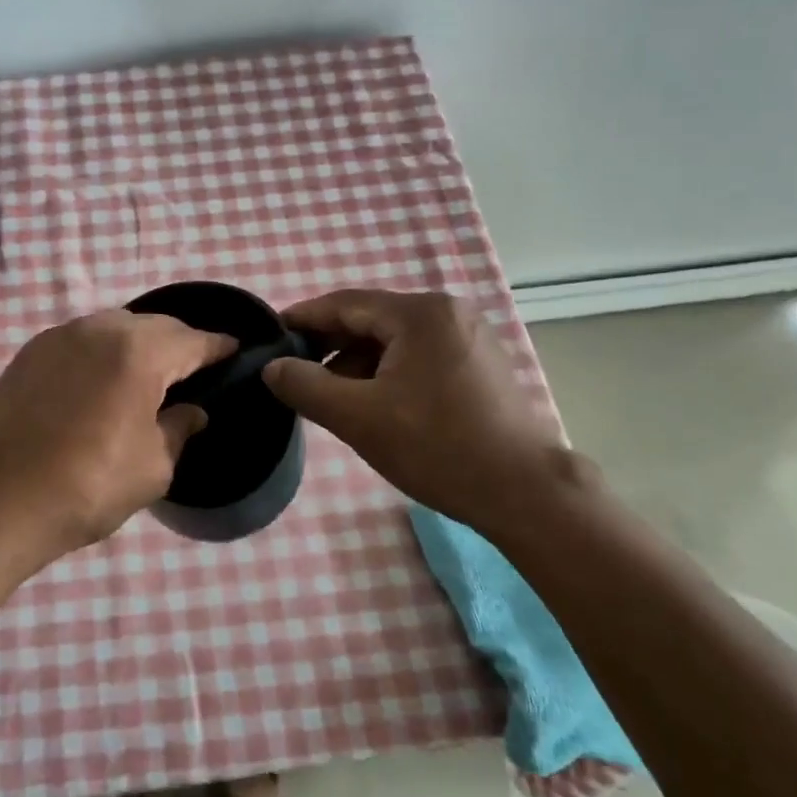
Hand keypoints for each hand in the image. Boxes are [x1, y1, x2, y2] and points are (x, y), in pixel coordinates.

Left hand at [0, 310, 236, 557]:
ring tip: (150, 372)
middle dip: (178, 342)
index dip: (218, 346)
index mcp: (138, 353)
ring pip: (113, 326)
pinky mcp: (29, 353)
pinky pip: (81, 339)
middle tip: (194, 367)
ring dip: (138, 343)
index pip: (192, 341)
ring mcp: (58, 337)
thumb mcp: (153, 467)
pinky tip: (103, 379)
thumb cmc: (87, 486)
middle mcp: (98, 330)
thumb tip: (193, 411)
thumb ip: (179, 429)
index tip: (235, 350)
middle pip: (153, 325)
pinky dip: (102, 351)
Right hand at [262, 289, 562, 527]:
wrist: (525, 493)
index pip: (345, 303)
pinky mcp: (481, 364)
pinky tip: (375, 404)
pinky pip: (419, 356)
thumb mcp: (358, 417)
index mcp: (420, 314)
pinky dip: (388, 373)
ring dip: (358, 363)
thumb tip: (273, 367)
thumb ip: (306, 386)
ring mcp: (470, 337)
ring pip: (395, 341)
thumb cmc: (437, 447)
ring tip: (333, 397)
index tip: (272, 336)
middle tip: (296, 373)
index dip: (303, 318)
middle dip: (330, 346)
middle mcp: (448, 312)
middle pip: (372, 320)